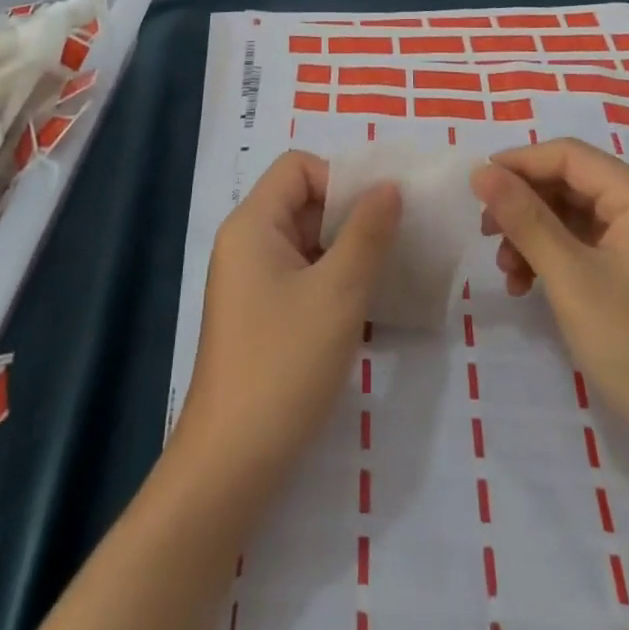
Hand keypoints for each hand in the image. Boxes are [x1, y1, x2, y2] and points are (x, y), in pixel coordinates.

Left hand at [173, 152, 400, 502]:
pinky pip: (301, 276)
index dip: (340, 178)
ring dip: (346, 250)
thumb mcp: (338, 292)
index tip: (380, 212)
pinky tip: (366, 307)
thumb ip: (367, 232)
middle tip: (396, 241)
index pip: (298, 168)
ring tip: (388, 273)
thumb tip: (389, 186)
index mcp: (251, 224)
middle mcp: (245, 243)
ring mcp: (249, 282)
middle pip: (301, 201)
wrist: (232, 462)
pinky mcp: (259, 315)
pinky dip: (333, 280)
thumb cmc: (284, 364)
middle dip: (350, 214)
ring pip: (305, 241)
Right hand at [471, 138, 628, 466]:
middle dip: (524, 206)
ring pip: (575, 215)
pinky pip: (589, 245)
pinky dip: (555, 258)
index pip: (569, 156)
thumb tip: (481, 171)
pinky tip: (528, 286)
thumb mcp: (570, 278)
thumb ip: (524, 217)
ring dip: (535, 235)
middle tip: (486, 235)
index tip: (474, 188)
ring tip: (507, 270)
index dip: (517, 164)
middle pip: (572, 183)